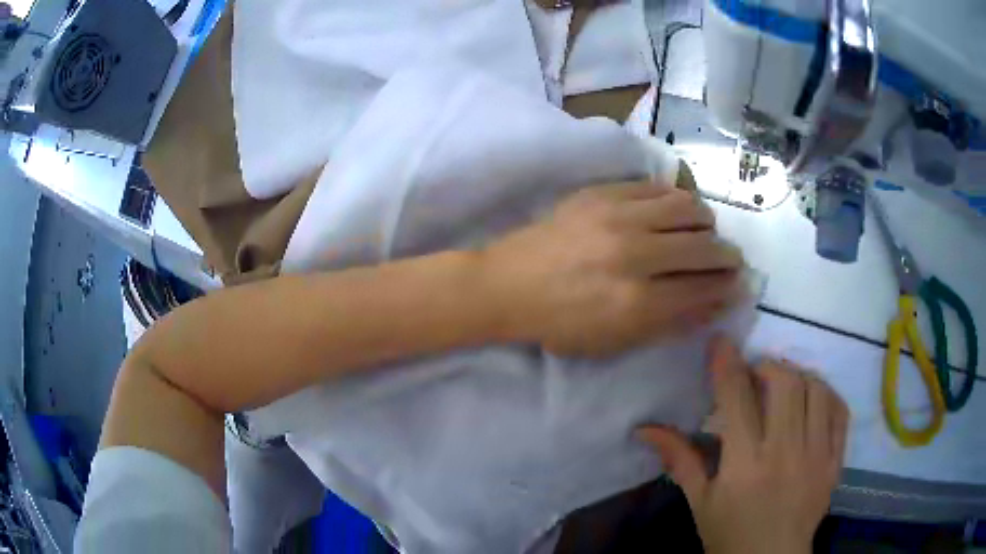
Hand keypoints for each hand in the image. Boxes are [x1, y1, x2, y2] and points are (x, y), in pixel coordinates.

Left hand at [480, 182, 744, 356]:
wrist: (509, 284)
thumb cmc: (560, 323)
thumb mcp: (615, 341)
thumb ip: (669, 324)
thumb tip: (715, 305)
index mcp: (636, 302)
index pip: (703, 289)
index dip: (727, 288)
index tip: (738, 284)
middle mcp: (635, 255)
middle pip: (704, 247)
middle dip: (727, 256)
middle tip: (730, 259)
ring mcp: (618, 217)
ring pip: (687, 208)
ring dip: (706, 223)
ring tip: (706, 232)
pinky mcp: (602, 193)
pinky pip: (657, 188)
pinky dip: (677, 200)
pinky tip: (678, 211)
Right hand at [640, 338, 848, 553]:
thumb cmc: (729, 534)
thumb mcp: (699, 502)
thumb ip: (679, 460)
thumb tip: (644, 428)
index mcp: (744, 466)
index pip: (737, 400)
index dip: (727, 364)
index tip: (721, 342)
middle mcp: (784, 453)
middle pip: (785, 383)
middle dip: (768, 366)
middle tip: (756, 375)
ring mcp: (816, 455)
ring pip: (815, 389)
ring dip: (798, 376)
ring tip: (785, 386)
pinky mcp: (835, 461)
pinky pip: (839, 411)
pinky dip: (826, 394)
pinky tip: (813, 400)